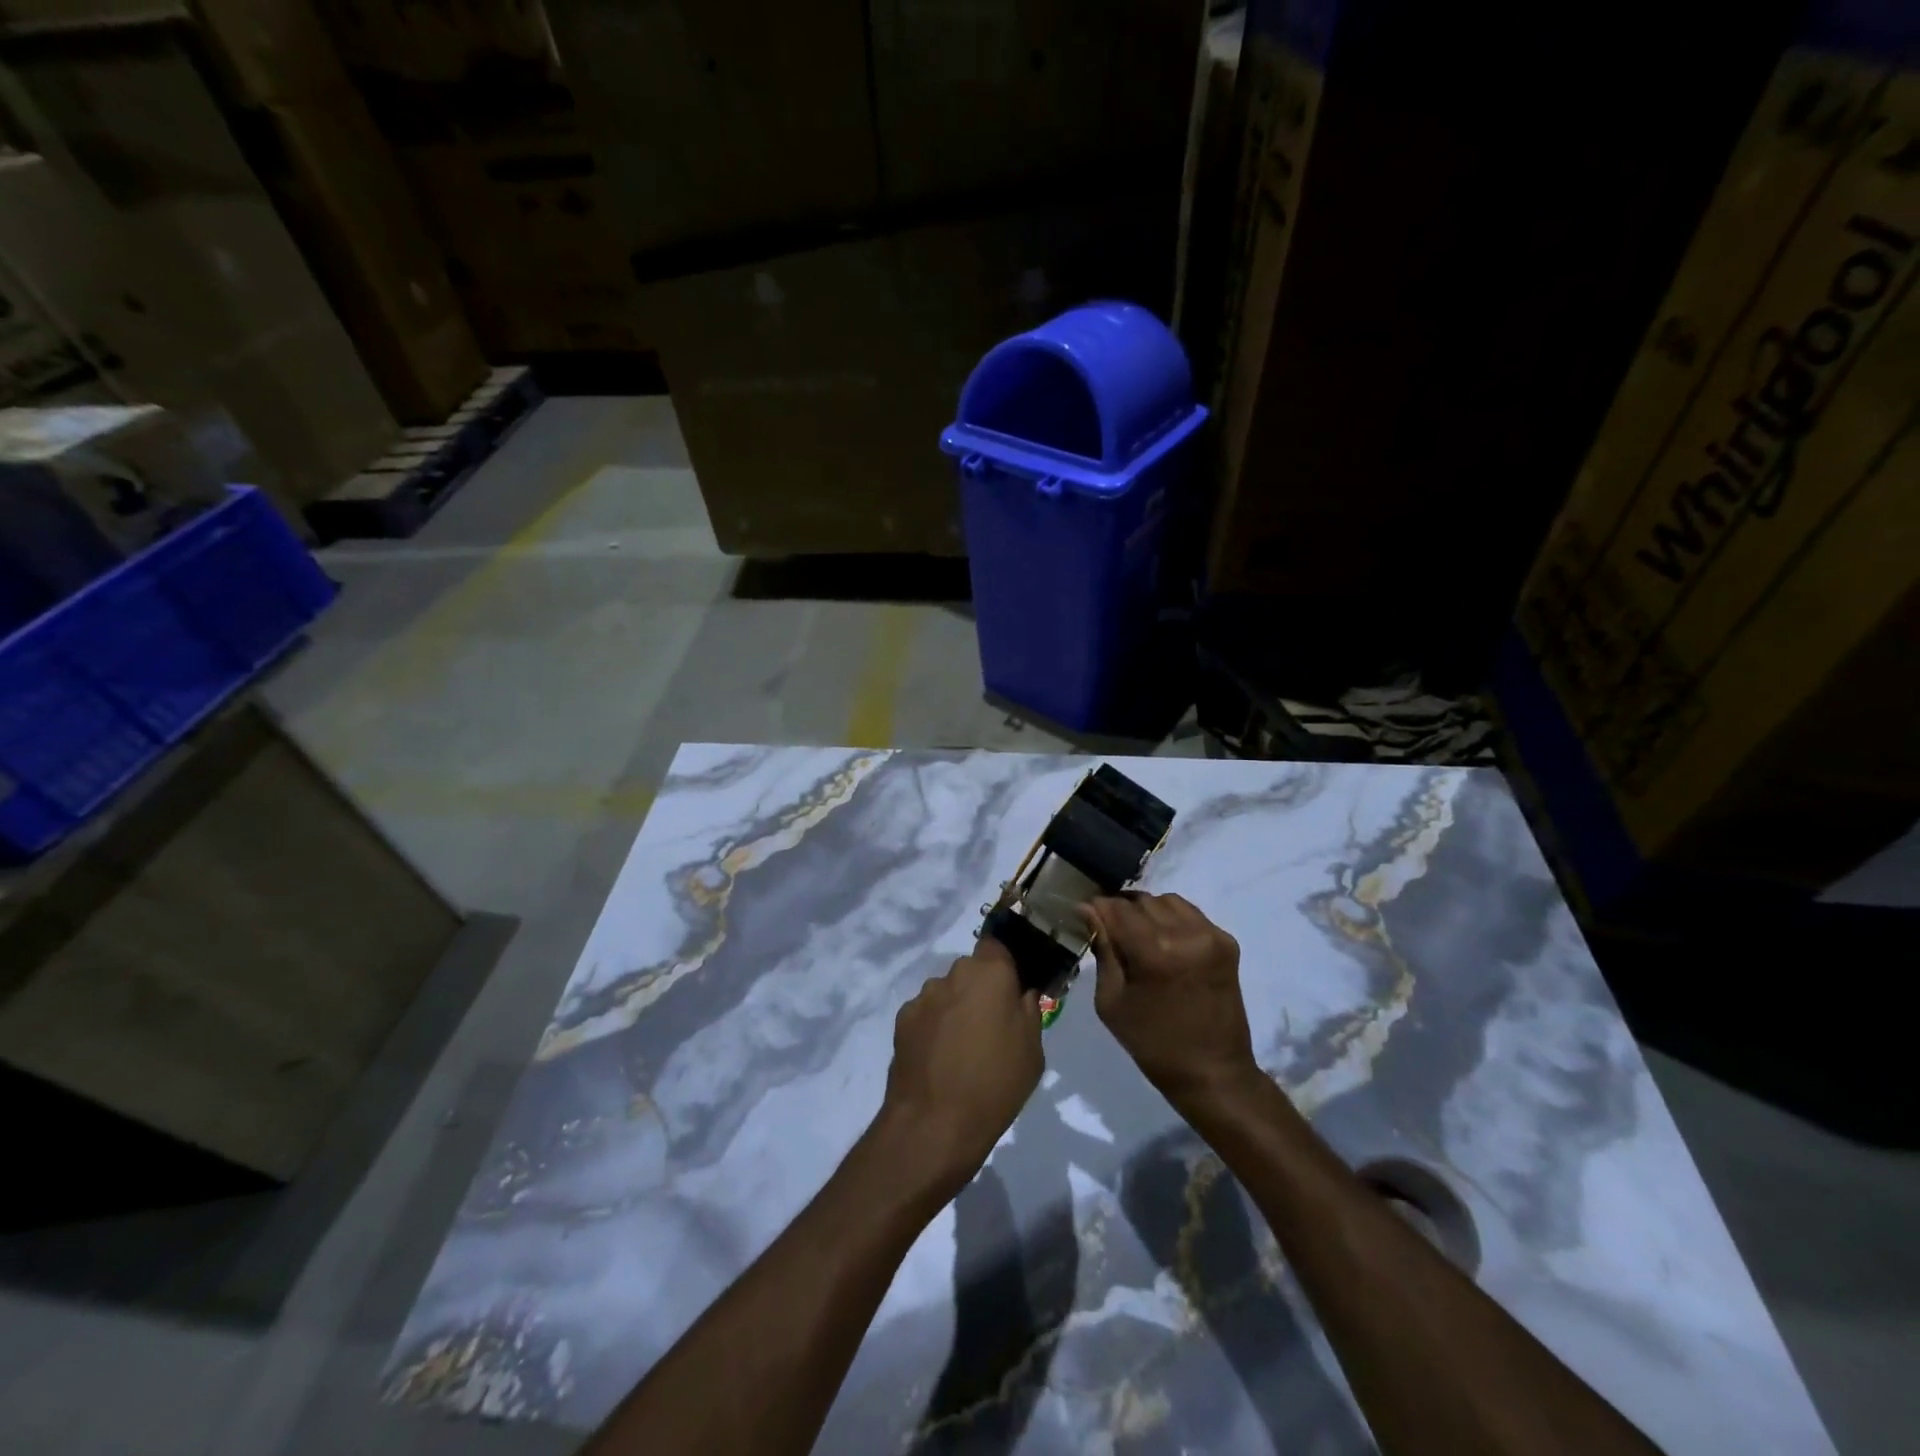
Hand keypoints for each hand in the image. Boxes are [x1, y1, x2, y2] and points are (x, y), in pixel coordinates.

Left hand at [879, 938, 1042, 1202]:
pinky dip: (933, 1027)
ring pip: (947, 992)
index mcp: (990, 973)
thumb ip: (1028, 1010)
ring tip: (962, 1048)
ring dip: (955, 1008)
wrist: (935, 1122)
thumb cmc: (995, 1082)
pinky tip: (939, 1058)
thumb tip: (1022, 992)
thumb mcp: (1033, 1049)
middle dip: (980, 990)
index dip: (1004, 964)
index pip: (996, 945)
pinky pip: (926, 1013)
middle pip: (971, 971)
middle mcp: (954, 974)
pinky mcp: (903, 1019)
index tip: (1011, 989)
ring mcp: (924, 996)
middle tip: (991, 1025)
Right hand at [1085, 893, 1258, 1109]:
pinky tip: (1165, 943)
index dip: (1097, 909)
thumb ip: (1102, 949)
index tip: (1085, 917)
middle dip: (1121, 911)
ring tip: (1140, 937)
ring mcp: (1211, 935)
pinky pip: (1190, 913)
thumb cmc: (1152, 1043)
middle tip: (1112, 933)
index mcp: (1154, 952)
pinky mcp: (1227, 941)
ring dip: (1147, 912)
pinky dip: (1172, 919)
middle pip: (1141, 900)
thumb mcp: (1111, 1001)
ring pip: (1166, 901)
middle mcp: (1185, 934)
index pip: (1116, 907)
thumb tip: (1086, 910)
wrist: (1213, 1072)